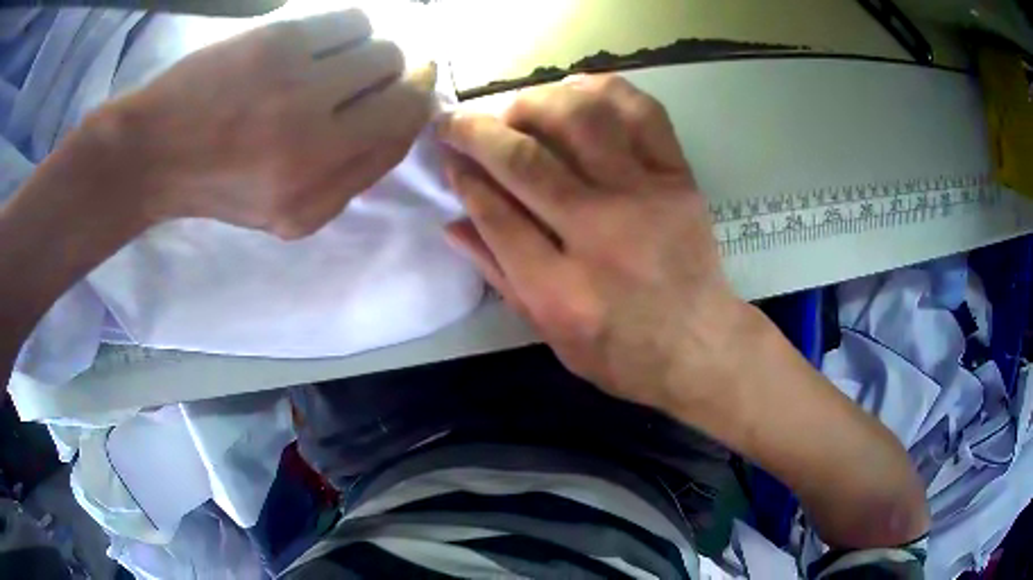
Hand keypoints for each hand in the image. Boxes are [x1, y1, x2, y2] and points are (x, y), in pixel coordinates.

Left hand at [104, 9, 435, 238]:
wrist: (153, 150)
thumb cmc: (219, 183)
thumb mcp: (287, 215)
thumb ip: (350, 180)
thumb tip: (402, 123)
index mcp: (314, 193)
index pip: (401, 134)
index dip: (415, 109)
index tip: (407, 96)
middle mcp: (313, 141)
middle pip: (404, 85)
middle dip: (397, 80)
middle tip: (365, 81)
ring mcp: (296, 85)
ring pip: (383, 48)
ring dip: (370, 54)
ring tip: (335, 63)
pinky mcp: (278, 42)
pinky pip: (352, 21)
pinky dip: (348, 31)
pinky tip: (319, 44)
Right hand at [438, 75, 756, 411]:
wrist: (699, 346)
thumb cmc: (619, 351)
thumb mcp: (549, 332)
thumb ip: (499, 274)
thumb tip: (452, 222)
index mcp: (560, 290)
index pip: (493, 213)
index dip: (463, 176)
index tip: (447, 155)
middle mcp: (601, 234)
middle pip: (525, 160)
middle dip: (476, 131)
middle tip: (458, 122)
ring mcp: (646, 198)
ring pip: (581, 120)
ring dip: (535, 102)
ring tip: (518, 110)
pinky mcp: (679, 179)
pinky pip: (642, 113)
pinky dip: (604, 90)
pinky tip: (577, 93)